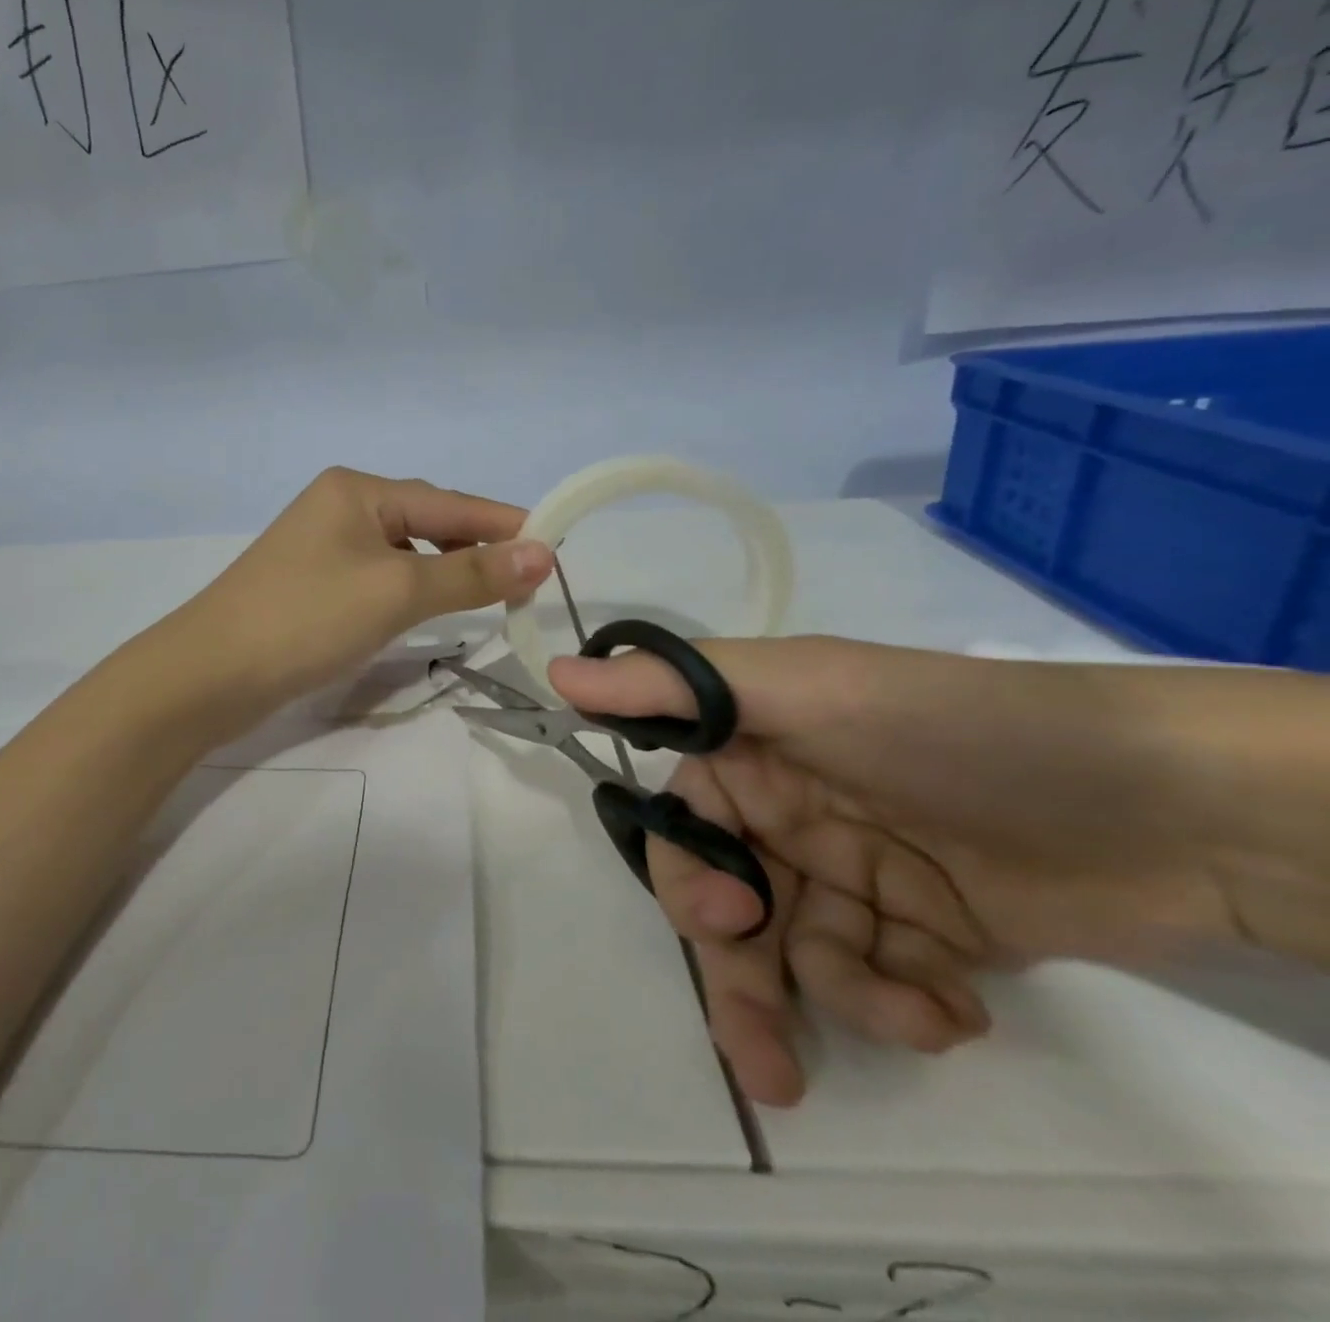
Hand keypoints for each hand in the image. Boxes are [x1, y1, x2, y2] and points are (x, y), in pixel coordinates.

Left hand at [174, 467, 553, 732]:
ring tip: (485, 597)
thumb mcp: (397, 591)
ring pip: (404, 553)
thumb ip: (471, 572)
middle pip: (427, 522)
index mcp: (358, 490)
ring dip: (445, 572)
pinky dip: (411, 590)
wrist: (209, 675)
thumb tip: (543, 553)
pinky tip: (426, 609)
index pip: (451, 503)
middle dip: (476, 548)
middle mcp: (340, 506)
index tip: (557, 549)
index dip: (506, 525)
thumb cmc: (307, 619)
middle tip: (523, 584)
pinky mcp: (313, 584)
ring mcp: (323, 546)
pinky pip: (379, 577)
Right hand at [549, 638, 1244, 1107]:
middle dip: (743, 971)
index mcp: (753, 750)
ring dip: (841, 1000)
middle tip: (769, 1049)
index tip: (722, 920)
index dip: (687, 876)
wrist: (1167, 803)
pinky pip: (875, 981)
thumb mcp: (805, 690)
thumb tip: (557, 675)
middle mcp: (790, 810)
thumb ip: (677, 686)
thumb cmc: (950, 731)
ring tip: (909, 1021)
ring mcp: (855, 873)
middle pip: (729, 902)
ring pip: (798, 954)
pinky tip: (955, 1006)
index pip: (682, 820)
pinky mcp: (922, 932)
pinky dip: (904, 1003)